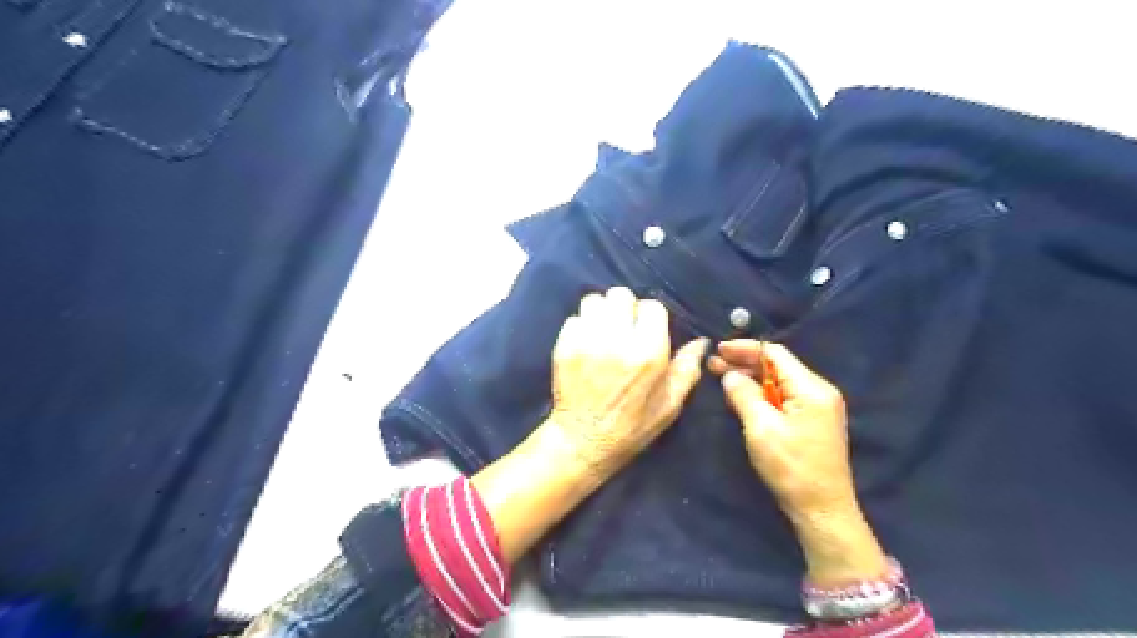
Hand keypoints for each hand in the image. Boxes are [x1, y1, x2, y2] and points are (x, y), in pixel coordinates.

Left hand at [555, 287, 706, 481]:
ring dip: (601, 312)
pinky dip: (581, 326)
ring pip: (594, 301)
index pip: (652, 306)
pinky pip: (574, 318)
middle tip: (624, 327)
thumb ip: (687, 369)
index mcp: (648, 352)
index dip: (650, 316)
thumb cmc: (632, 426)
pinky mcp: (564, 345)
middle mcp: (617, 340)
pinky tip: (586, 343)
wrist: (583, 441)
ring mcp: (587, 340)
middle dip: (625, 307)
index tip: (647, 329)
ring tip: (603, 331)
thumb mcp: (669, 404)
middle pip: (620, 295)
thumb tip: (701, 342)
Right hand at [708, 342, 852, 520]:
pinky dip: (761, 394)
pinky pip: (784, 398)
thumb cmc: (791, 468)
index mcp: (811, 389)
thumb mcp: (762, 428)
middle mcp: (819, 392)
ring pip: (779, 382)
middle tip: (714, 365)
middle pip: (777, 367)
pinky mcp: (812, 422)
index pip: (775, 354)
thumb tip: (730, 375)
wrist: (823, 510)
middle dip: (745, 364)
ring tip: (722, 378)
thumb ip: (744, 395)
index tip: (718, 350)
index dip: (745, 349)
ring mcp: (818, 408)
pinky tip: (742, 397)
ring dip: (751, 379)